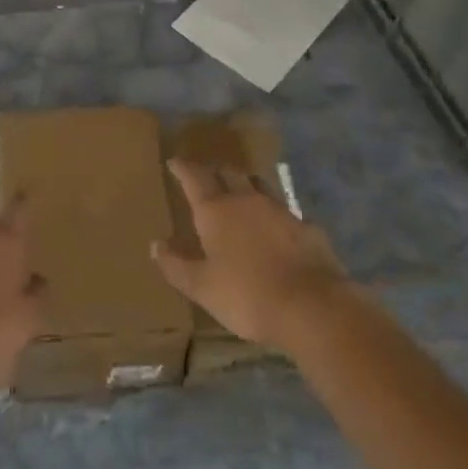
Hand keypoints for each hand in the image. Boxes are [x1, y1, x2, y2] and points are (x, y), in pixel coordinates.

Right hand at [152, 159, 347, 349]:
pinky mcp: (307, 226)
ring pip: (259, 186)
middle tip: (208, 178)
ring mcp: (281, 210)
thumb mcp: (202, 287)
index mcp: (216, 210)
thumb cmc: (246, 295)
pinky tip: (276, 229)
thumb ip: (176, 265)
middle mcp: (247, 200)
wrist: (311, 306)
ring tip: (240, 195)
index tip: (175, 162)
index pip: (194, 178)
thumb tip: (156, 245)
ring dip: (246, 187)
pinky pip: (285, 212)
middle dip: (216, 173)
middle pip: (229, 173)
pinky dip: (274, 216)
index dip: (183, 168)